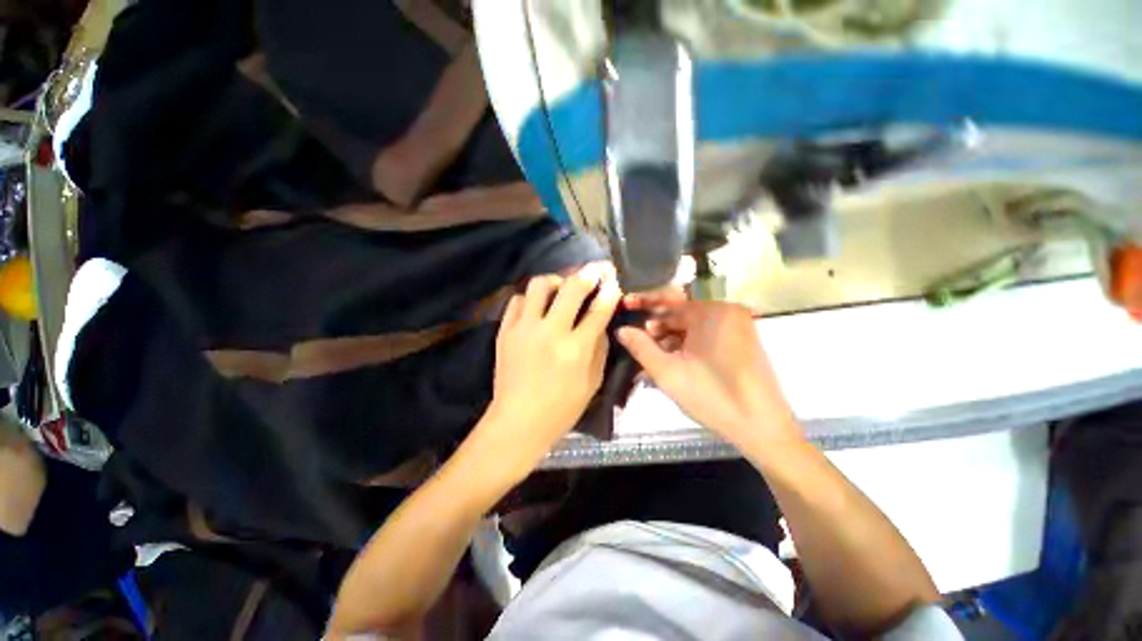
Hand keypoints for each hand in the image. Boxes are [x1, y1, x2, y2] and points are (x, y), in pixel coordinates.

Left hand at [485, 264, 621, 462]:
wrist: (517, 421)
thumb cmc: (561, 408)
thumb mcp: (592, 382)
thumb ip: (599, 348)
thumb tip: (601, 323)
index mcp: (576, 348)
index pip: (598, 310)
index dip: (609, 292)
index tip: (613, 283)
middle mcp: (550, 332)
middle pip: (572, 288)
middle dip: (588, 274)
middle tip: (595, 271)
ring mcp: (524, 328)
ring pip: (539, 285)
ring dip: (556, 280)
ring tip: (562, 287)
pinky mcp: (505, 331)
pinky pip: (517, 300)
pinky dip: (530, 298)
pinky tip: (537, 306)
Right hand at [618, 295, 800, 447]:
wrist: (763, 429)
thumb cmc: (713, 397)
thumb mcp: (668, 372)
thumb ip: (640, 347)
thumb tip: (621, 329)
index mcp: (712, 313)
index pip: (670, 299)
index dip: (644, 302)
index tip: (624, 304)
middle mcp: (727, 313)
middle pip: (681, 314)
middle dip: (656, 329)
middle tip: (635, 343)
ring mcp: (737, 327)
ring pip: (692, 328)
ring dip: (669, 341)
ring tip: (649, 360)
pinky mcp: (741, 342)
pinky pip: (705, 338)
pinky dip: (686, 348)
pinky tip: (670, 363)